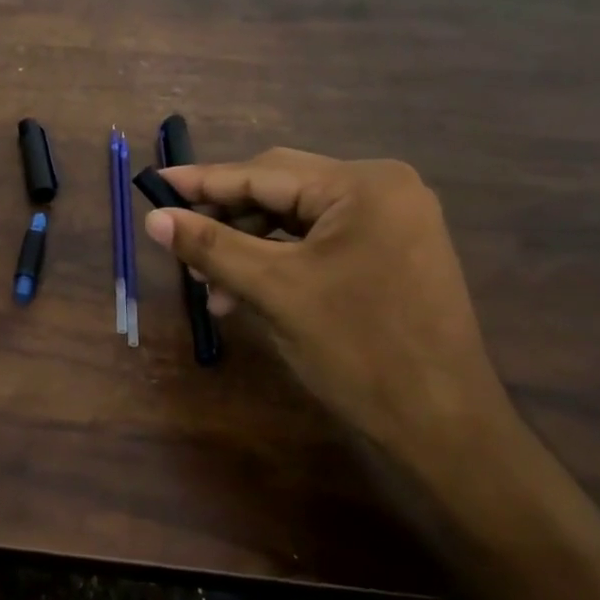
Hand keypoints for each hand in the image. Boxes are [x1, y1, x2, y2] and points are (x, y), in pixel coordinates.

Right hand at [143, 150, 512, 478]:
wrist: (444, 426)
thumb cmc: (359, 349)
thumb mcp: (274, 291)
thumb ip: (211, 247)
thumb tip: (155, 218)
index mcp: (362, 185)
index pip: (263, 173)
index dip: (204, 181)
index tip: (155, 183)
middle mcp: (382, 188)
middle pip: (281, 188)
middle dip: (227, 219)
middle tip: (180, 240)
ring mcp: (392, 219)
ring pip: (296, 217)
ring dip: (250, 246)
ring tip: (212, 288)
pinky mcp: (392, 249)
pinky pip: (319, 240)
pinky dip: (279, 261)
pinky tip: (246, 292)